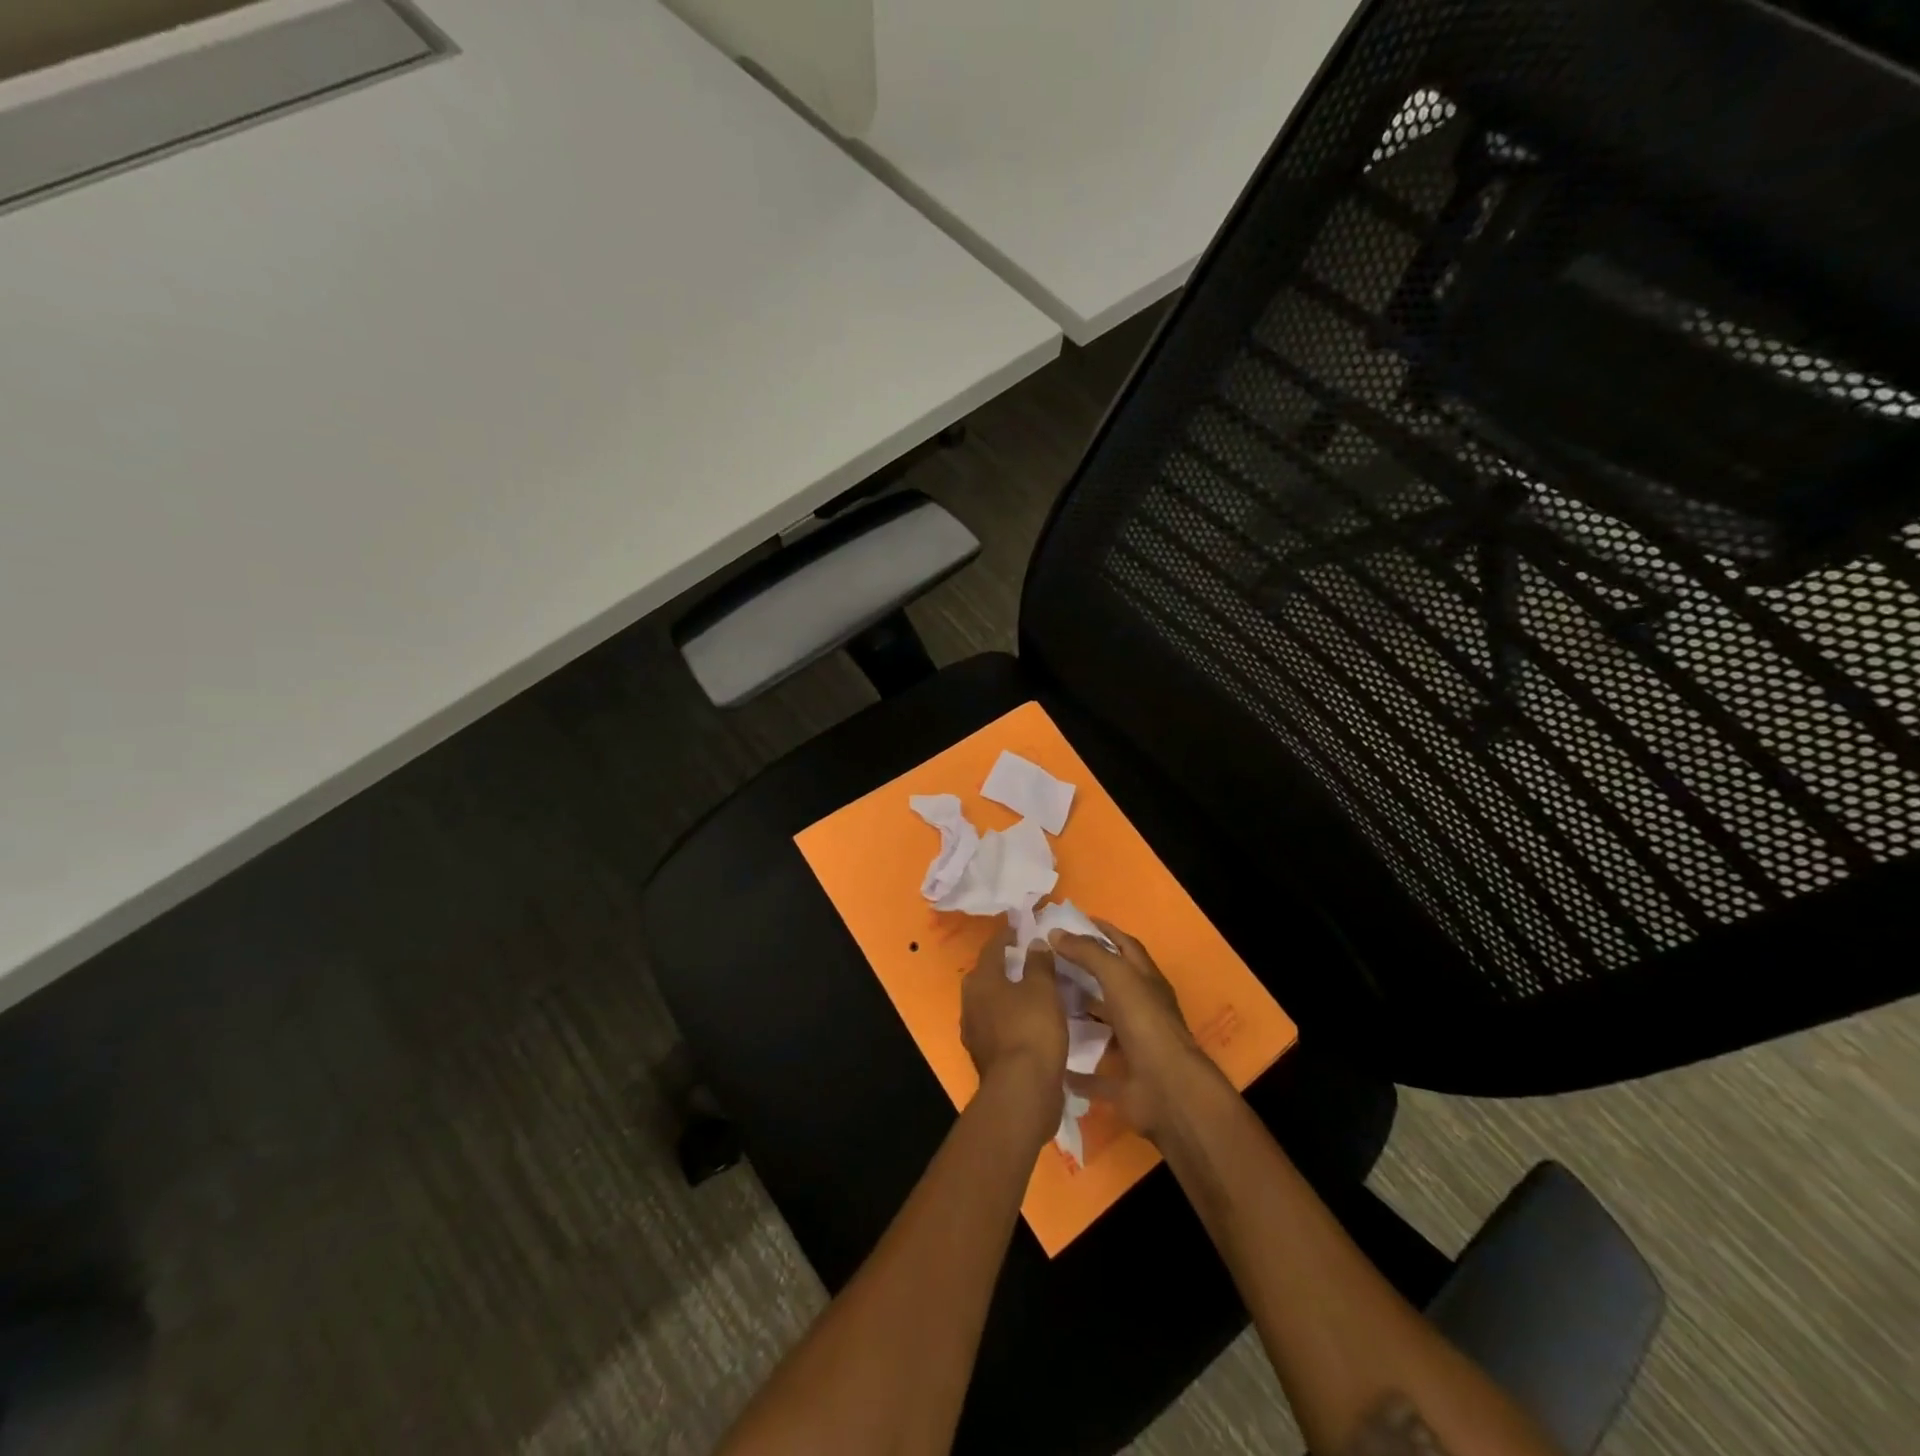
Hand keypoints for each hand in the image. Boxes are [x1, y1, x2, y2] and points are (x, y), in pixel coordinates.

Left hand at [961, 925, 1066, 1132]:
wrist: (1022, 1091)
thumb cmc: (1032, 1029)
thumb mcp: (1043, 989)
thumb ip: (1038, 963)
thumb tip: (1034, 943)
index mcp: (981, 980)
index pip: (993, 947)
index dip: (1007, 934)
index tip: (1020, 925)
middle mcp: (970, 1003)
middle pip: (988, 975)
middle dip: (1007, 965)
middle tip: (1029, 957)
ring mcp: (975, 1032)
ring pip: (993, 1003)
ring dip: (1010, 994)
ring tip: (1034, 989)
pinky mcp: (986, 1056)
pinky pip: (1000, 1026)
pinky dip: (1014, 1019)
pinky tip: (1032, 1022)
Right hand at [1047, 920, 1227, 1140]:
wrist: (1168, 1090)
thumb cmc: (1146, 1022)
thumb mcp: (1118, 976)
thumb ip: (1088, 953)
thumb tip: (1055, 932)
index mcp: (1147, 981)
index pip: (1125, 946)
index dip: (1103, 931)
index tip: (1074, 921)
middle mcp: (1143, 1010)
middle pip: (1112, 984)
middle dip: (1085, 971)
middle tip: (1049, 960)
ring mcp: (1135, 1046)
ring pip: (1104, 1025)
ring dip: (1080, 1015)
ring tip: (1045, 1003)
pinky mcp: (1124, 1080)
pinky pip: (1095, 1074)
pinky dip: (1076, 1069)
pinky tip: (1052, 1058)